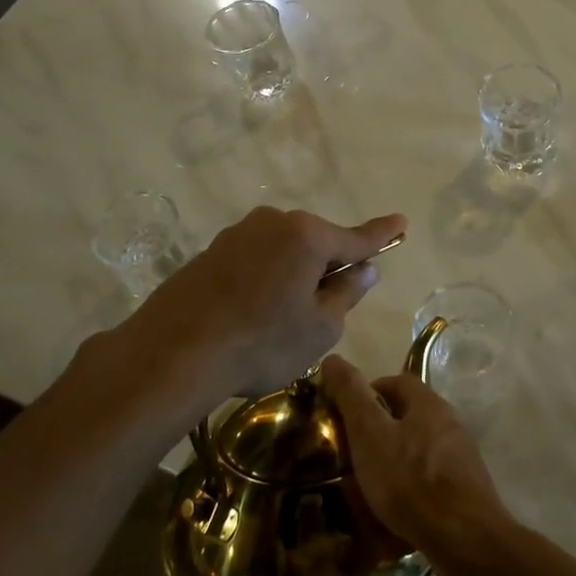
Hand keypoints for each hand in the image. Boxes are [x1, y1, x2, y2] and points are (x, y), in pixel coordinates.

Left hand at [123, 206, 404, 401]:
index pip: (356, 238)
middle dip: (327, 267)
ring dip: (293, 275)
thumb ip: (346, 293)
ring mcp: (237, 235)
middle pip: (316, 243)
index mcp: (307, 236)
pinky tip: (250, 315)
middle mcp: (272, 223)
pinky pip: (254, 261)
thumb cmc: (261, 342)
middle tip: (327, 308)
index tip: (402, 222)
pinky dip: (263, 281)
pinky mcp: (209, 253)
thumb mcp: (320, 328)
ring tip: (281, 320)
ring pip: (282, 252)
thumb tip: (363, 269)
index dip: (382, 235)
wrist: (173, 353)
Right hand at [322, 356, 513, 575]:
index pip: (395, 382)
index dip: (367, 393)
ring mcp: (460, 458)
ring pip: (416, 450)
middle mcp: (448, 423)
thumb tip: (332, 359)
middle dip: (377, 432)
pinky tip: (391, 514)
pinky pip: (427, 481)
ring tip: (365, 487)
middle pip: (407, 416)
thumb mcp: (370, 434)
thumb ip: (351, 396)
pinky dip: (407, 490)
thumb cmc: (411, 481)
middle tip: (349, 455)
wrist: (465, 540)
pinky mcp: (464, 490)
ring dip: (391, 463)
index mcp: (428, 403)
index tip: (343, 416)